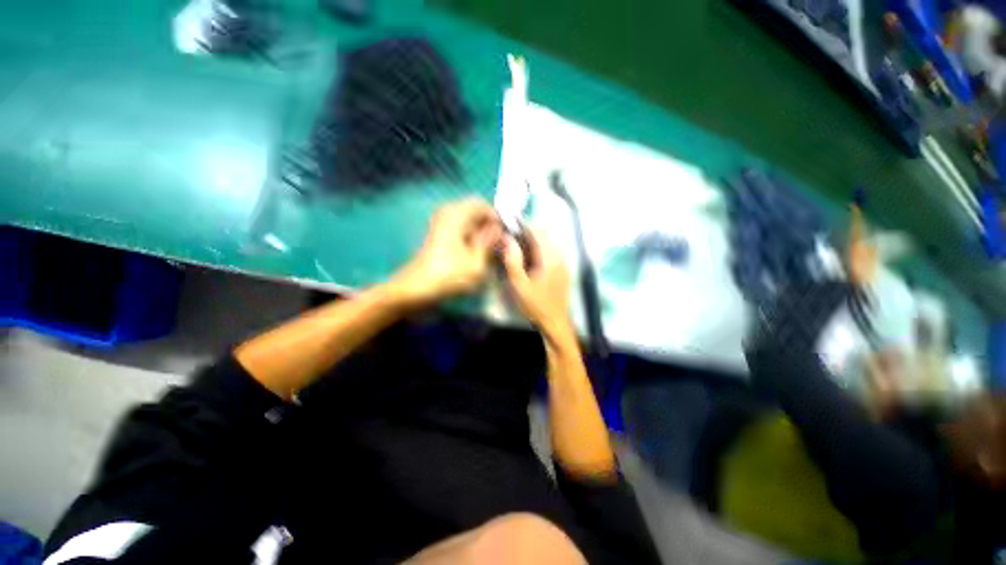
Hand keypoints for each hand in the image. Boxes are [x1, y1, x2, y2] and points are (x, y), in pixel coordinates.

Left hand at [392, 198, 501, 305]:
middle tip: (499, 243)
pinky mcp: (438, 233)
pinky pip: (460, 227)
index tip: (505, 234)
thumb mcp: (476, 262)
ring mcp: (441, 223)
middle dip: (489, 224)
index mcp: (456, 214)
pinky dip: (471, 235)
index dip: (496, 217)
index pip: (482, 204)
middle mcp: (447, 212)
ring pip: (468, 219)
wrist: (416, 289)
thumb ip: (489, 241)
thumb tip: (499, 229)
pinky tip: (476, 252)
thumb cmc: (448, 276)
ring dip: (480, 231)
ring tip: (490, 249)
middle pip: (475, 210)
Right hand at [501, 228, 571, 336]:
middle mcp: (560, 256)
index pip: (538, 232)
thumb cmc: (535, 305)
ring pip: (549, 242)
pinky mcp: (564, 268)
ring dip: (535, 240)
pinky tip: (531, 258)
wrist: (555, 321)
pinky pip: (553, 251)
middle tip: (513, 237)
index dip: (524, 225)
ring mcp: (564, 262)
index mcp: (550, 258)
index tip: (511, 225)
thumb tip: (509, 239)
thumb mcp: (519, 285)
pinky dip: (541, 248)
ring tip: (520, 247)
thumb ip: (513, 261)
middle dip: (529, 232)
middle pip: (545, 234)